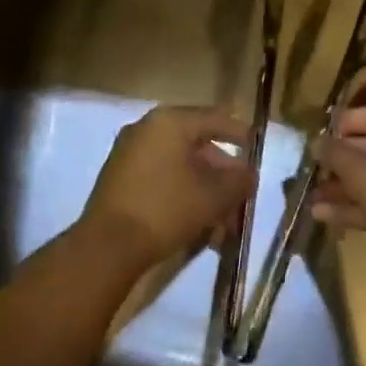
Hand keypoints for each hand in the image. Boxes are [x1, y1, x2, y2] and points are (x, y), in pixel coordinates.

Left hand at [80, 105, 252, 268]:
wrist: (107, 247)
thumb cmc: (166, 209)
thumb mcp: (213, 196)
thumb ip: (238, 181)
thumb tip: (250, 174)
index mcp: (170, 122)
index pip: (215, 119)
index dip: (241, 134)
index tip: (258, 149)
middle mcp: (147, 128)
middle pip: (197, 144)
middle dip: (222, 172)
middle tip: (241, 196)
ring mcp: (130, 152)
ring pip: (180, 165)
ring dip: (205, 189)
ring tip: (223, 220)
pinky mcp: (120, 178)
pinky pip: (162, 177)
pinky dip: (183, 193)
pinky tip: (199, 223)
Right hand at [309, 105, 365, 266]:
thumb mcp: (359, 170)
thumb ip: (333, 152)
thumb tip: (316, 142)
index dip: (343, 124)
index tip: (317, 136)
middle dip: (339, 161)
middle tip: (312, 168)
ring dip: (343, 187)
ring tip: (310, 197)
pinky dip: (355, 206)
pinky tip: (322, 215)